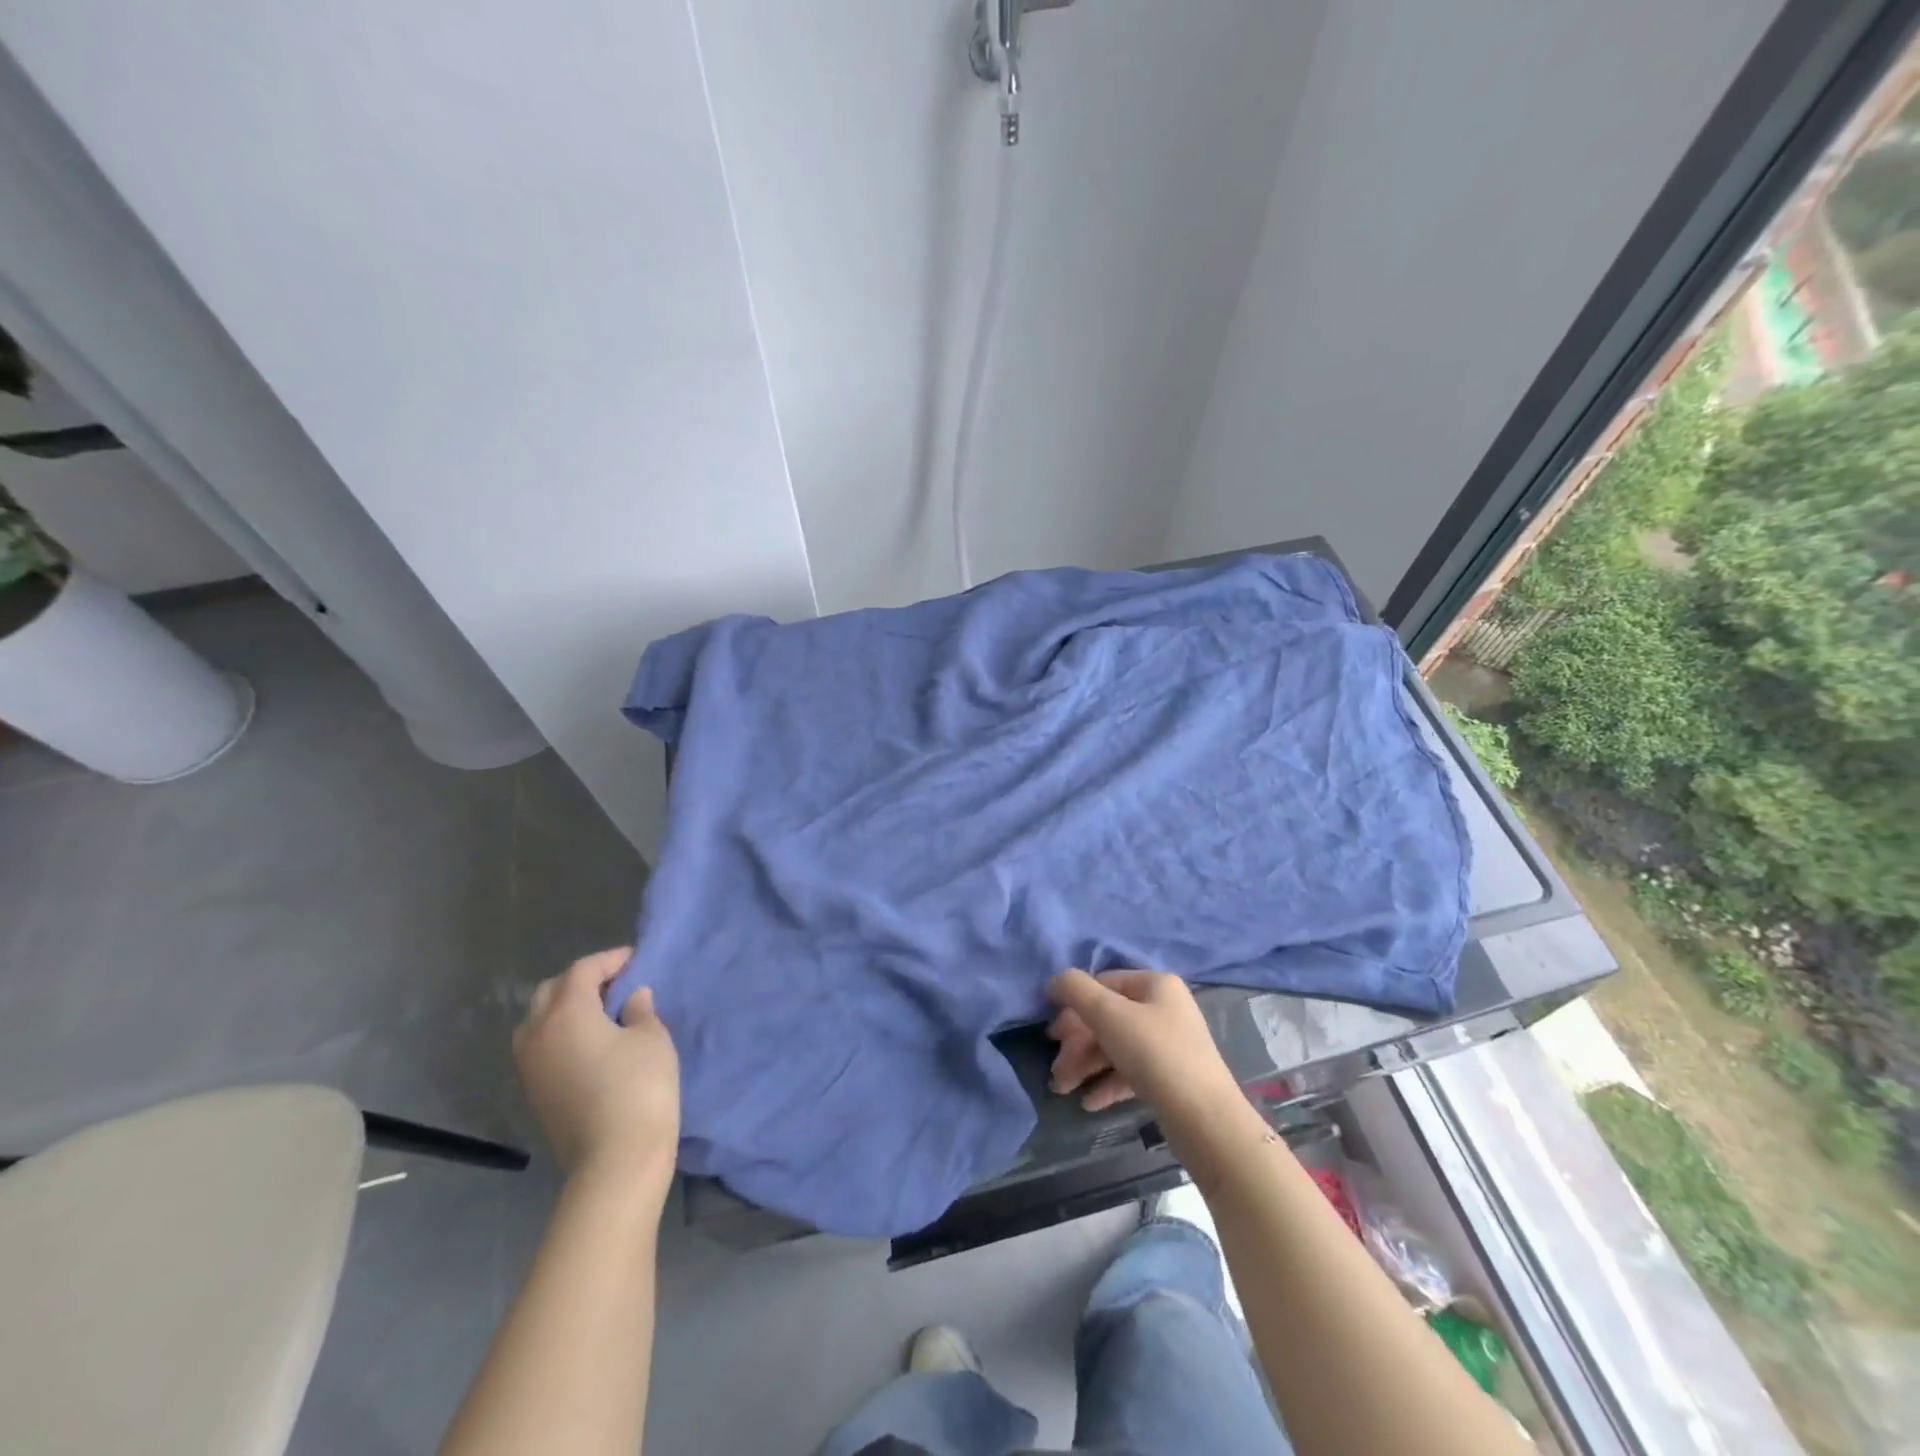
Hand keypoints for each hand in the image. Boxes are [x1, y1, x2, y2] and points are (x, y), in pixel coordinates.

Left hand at [513, 948, 678, 1194]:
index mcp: (566, 1013)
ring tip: (601, 1011)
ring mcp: (530, 1067)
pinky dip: (560, 1032)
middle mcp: (537, 1034)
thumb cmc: (639, 1088)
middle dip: (582, 980)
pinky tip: (590, 1041)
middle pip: (551, 991)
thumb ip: (640, 1010)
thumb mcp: (651, 1039)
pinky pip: (540, 1045)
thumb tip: (632, 998)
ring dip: (565, 1007)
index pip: (583, 971)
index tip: (635, 960)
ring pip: (538, 1020)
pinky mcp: (534, 1092)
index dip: (610, 960)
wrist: (615, 1161)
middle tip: (616, 983)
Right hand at [1045, 969, 1245, 1128]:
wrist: (1206, 1120)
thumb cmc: (1155, 1054)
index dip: (1073, 1005)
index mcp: (1155, 984)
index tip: (1052, 1036)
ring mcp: (1169, 1044)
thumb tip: (1054, 981)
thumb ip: (1075, 990)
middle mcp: (1164, 1008)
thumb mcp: (1108, 1014)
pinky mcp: (1171, 1078)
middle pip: (1107, 1018)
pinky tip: (1088, 1102)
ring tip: (1063, 1090)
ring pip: (1116, 1046)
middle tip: (1055, 1069)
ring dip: (1085, 1065)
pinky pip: (1131, 1072)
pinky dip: (1107, 1082)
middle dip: (1076, 1044)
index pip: (1103, 983)